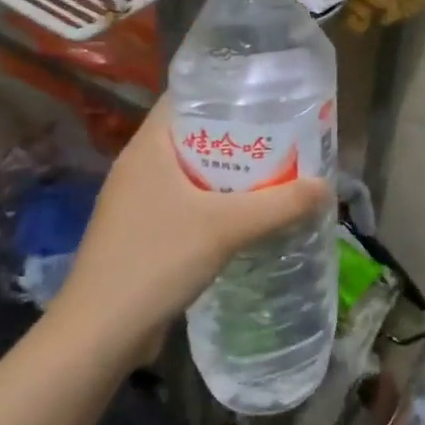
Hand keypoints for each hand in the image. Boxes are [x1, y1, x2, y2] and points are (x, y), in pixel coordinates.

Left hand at [51, 99, 329, 362]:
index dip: (224, 88)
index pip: (185, 96)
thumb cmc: (155, 261)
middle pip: (194, 133)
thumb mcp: (226, 227)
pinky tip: (247, 212)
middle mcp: (140, 166)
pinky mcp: (143, 232)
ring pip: (192, 170)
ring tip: (275, 167)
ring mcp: (138, 200)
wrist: (98, 335)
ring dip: (230, 170)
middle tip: (284, 131)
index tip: (266, 92)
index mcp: (148, 147)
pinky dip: (217, 200)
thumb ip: (280, 204)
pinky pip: (188, 200)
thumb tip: (326, 187)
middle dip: (238, 132)